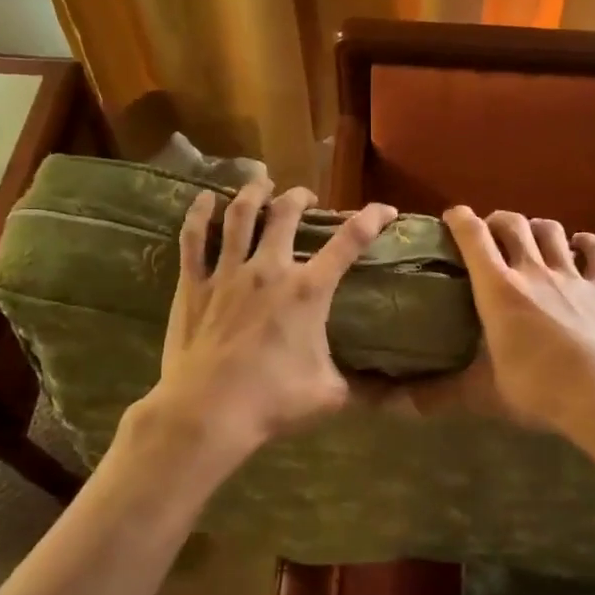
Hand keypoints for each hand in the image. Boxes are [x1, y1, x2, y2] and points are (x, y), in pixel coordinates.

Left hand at [132, 179, 396, 470]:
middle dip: (299, 197)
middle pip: (285, 215)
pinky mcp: (193, 285)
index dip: (371, 219)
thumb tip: (401, 398)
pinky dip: (198, 214)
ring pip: (240, 216)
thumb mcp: (330, 395)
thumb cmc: (272, 402)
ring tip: (261, 182)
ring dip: (253, 193)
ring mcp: (227, 274)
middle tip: (305, 198)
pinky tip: (205, 198)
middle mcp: (269, 270)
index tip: (385, 210)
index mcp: (307, 292)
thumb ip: (365, 387)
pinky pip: (193, 239)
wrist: (207, 412)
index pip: (348, 243)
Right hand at [438, 206, 594, 456]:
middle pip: (512, 223)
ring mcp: (572, 275)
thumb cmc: (540, 392)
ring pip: (551, 229)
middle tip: (489, 235)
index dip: (460, 219)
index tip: (451, 218)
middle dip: (496, 221)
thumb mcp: (483, 395)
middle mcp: (533, 271)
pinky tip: (578, 247)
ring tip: (529, 240)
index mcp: (498, 290)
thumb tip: (395, 405)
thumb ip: (439, 395)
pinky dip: (584, 243)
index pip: (474, 236)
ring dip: (535, 228)